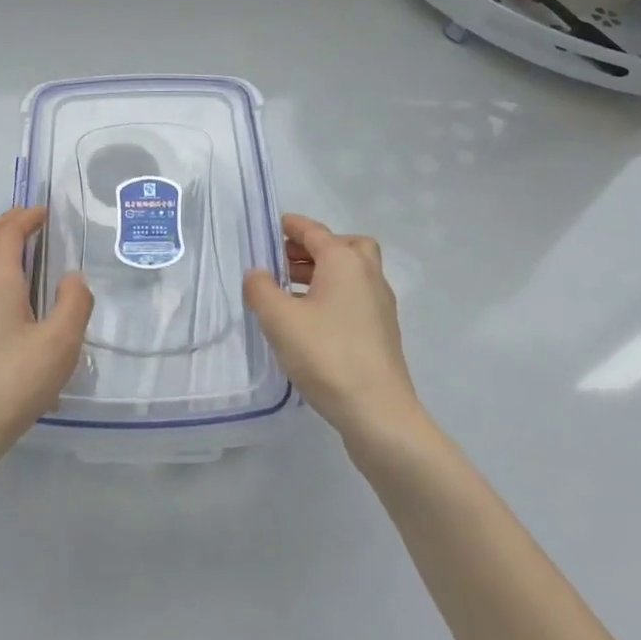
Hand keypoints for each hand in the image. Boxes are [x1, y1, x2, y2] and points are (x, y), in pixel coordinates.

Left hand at [0, 207, 93, 474]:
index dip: (28, 216)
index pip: (9, 230)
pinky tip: (4, 304)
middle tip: (35, 225)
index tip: (46, 212)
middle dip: (10, 226)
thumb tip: (71, 278)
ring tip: (23, 259)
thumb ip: (74, 303)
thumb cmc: (9, 384)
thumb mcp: (59, 345)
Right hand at [244, 214, 423, 446]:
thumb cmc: (326, 355)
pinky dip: (333, 296)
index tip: (273, 226)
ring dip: (323, 273)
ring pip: (351, 273)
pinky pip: (355, 298)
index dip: (292, 226)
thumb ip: (261, 289)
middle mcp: (368, 275)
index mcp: (344, 261)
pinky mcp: (383, 332)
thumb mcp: (279, 319)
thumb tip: (258, 274)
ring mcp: (380, 305)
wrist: (378, 413)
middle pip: (343, 246)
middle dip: (313, 248)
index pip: (315, 231)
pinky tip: (310, 321)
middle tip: (284, 261)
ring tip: (289, 291)